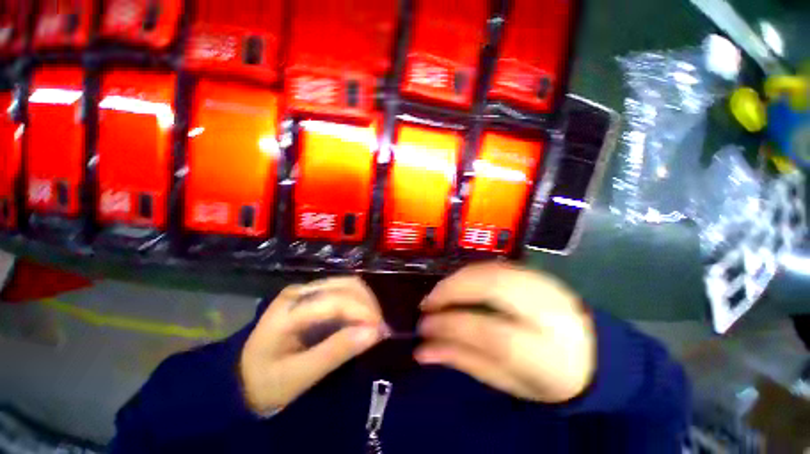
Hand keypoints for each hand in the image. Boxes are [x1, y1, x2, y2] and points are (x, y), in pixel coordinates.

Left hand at [240, 277, 384, 413]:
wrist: (243, 376)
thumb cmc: (266, 381)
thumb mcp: (298, 376)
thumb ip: (336, 352)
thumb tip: (374, 333)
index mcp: (289, 309)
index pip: (335, 301)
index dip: (363, 312)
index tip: (381, 332)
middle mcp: (301, 291)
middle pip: (346, 285)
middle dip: (368, 305)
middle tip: (380, 330)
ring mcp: (307, 290)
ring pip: (348, 284)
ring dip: (366, 301)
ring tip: (374, 325)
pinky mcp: (314, 295)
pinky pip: (345, 291)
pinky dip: (360, 302)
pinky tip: (363, 319)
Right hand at [416, 262, 595, 402]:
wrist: (596, 355)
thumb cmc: (550, 379)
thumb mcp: (508, 383)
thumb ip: (465, 361)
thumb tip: (423, 350)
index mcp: (546, 352)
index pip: (488, 332)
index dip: (450, 325)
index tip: (424, 326)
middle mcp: (548, 311)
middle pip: (490, 287)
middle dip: (451, 289)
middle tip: (428, 303)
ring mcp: (545, 286)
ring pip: (492, 270)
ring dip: (458, 278)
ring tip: (440, 294)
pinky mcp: (539, 274)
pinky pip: (497, 265)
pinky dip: (471, 272)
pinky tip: (459, 283)